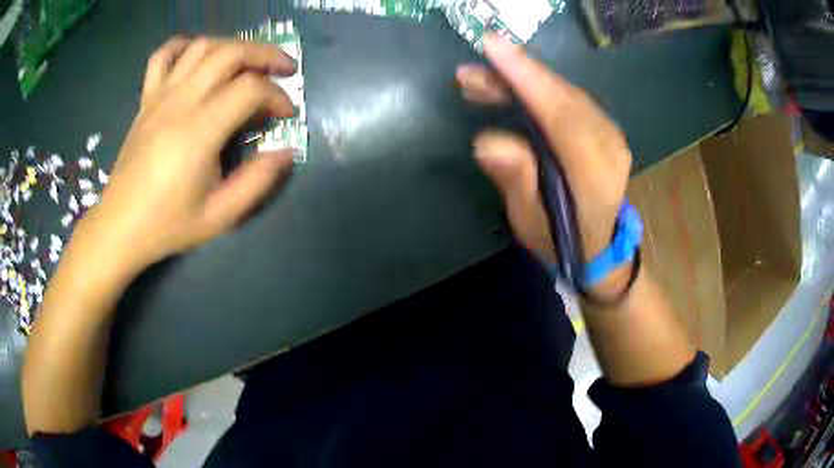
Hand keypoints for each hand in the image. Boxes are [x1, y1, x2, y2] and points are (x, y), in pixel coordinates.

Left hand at [83, 37, 296, 271]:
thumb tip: (287, 151)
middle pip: (230, 53)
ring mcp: (160, 96)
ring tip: (248, 62)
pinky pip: (163, 56)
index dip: (277, 96)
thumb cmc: (168, 224)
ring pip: (202, 47)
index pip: (250, 89)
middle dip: (266, 54)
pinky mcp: (146, 99)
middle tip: (284, 69)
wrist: (120, 226)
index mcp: (199, 131)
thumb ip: (258, 182)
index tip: (286, 115)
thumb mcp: (220, 216)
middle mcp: (181, 102)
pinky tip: (197, 54)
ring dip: (233, 46)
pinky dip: (184, 46)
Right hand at [457, 36, 631, 292]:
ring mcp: (611, 133)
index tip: (492, 49)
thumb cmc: (560, 239)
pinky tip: (510, 88)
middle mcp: (609, 145)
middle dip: (515, 75)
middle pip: (561, 96)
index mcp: (594, 174)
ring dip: (522, 80)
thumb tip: (486, 141)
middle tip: (470, 71)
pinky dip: (537, 88)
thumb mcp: (530, 220)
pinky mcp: (604, 128)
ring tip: (480, 80)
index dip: (526, 79)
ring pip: (564, 92)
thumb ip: (516, 179)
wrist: (598, 248)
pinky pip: (568, 98)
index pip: (561, 115)